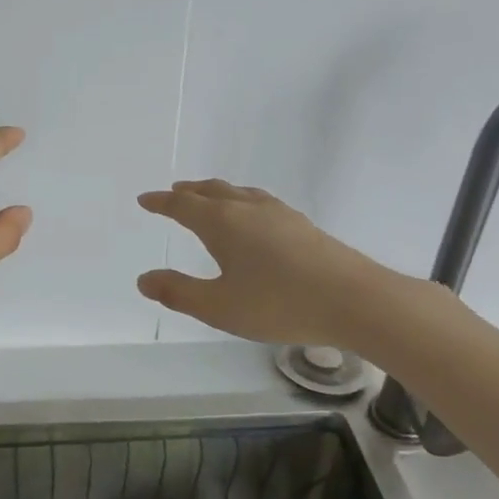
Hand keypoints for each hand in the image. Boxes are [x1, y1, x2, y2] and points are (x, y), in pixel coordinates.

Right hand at [136, 180, 392, 346]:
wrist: (354, 300)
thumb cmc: (279, 304)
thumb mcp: (219, 307)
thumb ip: (179, 293)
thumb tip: (144, 279)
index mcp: (222, 223)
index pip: (183, 206)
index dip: (161, 203)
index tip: (145, 200)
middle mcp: (248, 209)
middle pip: (211, 191)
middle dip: (188, 192)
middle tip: (173, 193)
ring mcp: (279, 213)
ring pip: (238, 193)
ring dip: (216, 193)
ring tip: (208, 199)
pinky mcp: (302, 224)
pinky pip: (259, 201)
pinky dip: (241, 201)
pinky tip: (253, 217)